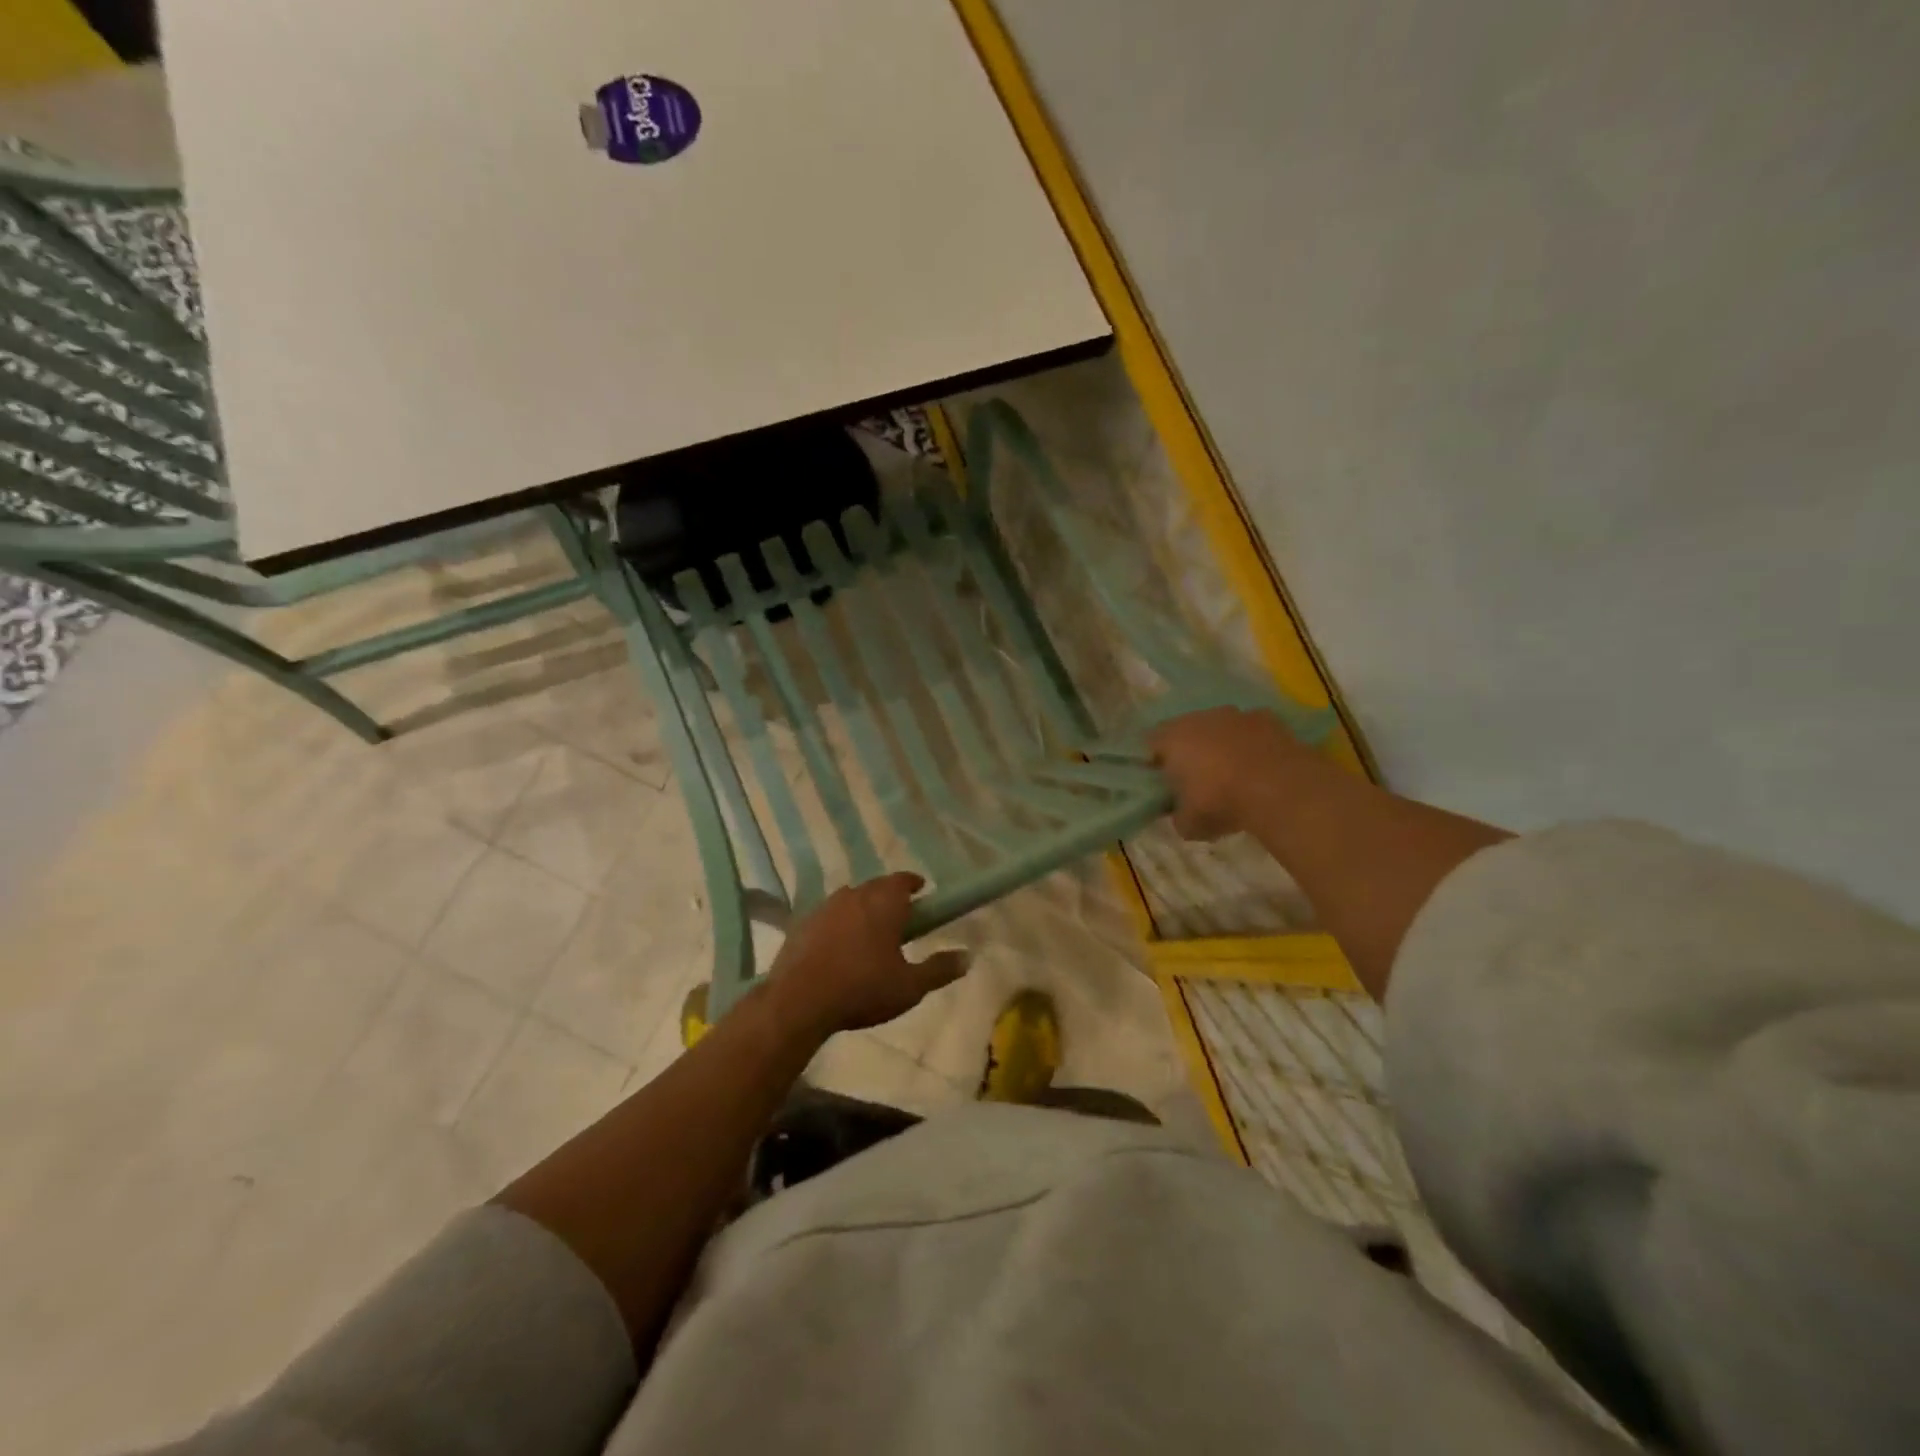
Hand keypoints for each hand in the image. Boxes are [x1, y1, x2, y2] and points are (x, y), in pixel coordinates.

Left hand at [764, 873, 970, 1038]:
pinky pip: (828, 916)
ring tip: (870, 932)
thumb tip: (968, 957)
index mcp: (884, 903)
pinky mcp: (802, 924)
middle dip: (889, 896)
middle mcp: (855, 895)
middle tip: (900, 916)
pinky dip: (838, 924)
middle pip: (876, 887)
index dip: (913, 884)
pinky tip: (839, 946)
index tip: (921, 892)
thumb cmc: (863, 989)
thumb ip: (939, 969)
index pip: (902, 880)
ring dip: (862, 909)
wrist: (799, 1001)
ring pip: (850, 899)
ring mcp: (825, 907)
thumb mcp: (910, 986)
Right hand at [1149, 706, 1312, 840]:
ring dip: (1222, 745)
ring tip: (1233, 774)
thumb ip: (1179, 816)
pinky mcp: (1268, 718)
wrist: (1280, 788)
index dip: (1155, 762)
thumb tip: (1182, 814)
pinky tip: (1260, 768)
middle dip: (1190, 750)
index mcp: (1172, 738)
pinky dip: (1251, 744)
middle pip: (1186, 730)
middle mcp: (1199, 718)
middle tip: (1198, 779)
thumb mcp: (1189, 824)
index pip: (1150, 743)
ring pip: (1220, 727)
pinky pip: (1251, 731)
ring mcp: (1236, 715)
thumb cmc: (1221, 802)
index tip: (1164, 782)